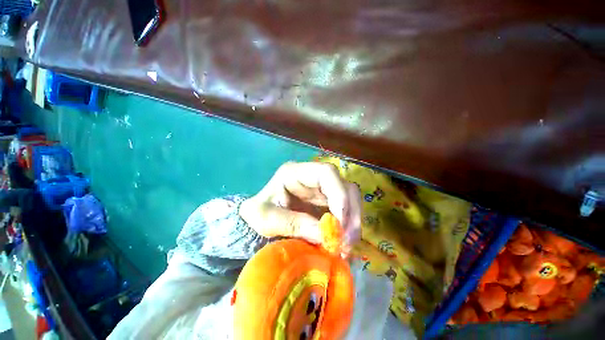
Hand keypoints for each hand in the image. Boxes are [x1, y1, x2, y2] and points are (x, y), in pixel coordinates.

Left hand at [239, 162, 360, 249]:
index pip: (327, 173)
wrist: (258, 217)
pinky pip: (345, 212)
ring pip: (350, 199)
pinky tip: (342, 244)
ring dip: (352, 223)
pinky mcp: (327, 203)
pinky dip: (347, 228)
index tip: (339, 223)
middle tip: (346, 243)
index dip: (339, 194)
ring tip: (345, 248)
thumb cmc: (257, 213)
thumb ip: (294, 224)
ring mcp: (322, 190)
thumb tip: (327, 235)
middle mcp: (314, 178)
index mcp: (295, 173)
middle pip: (345, 186)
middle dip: (350, 214)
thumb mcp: (266, 219)